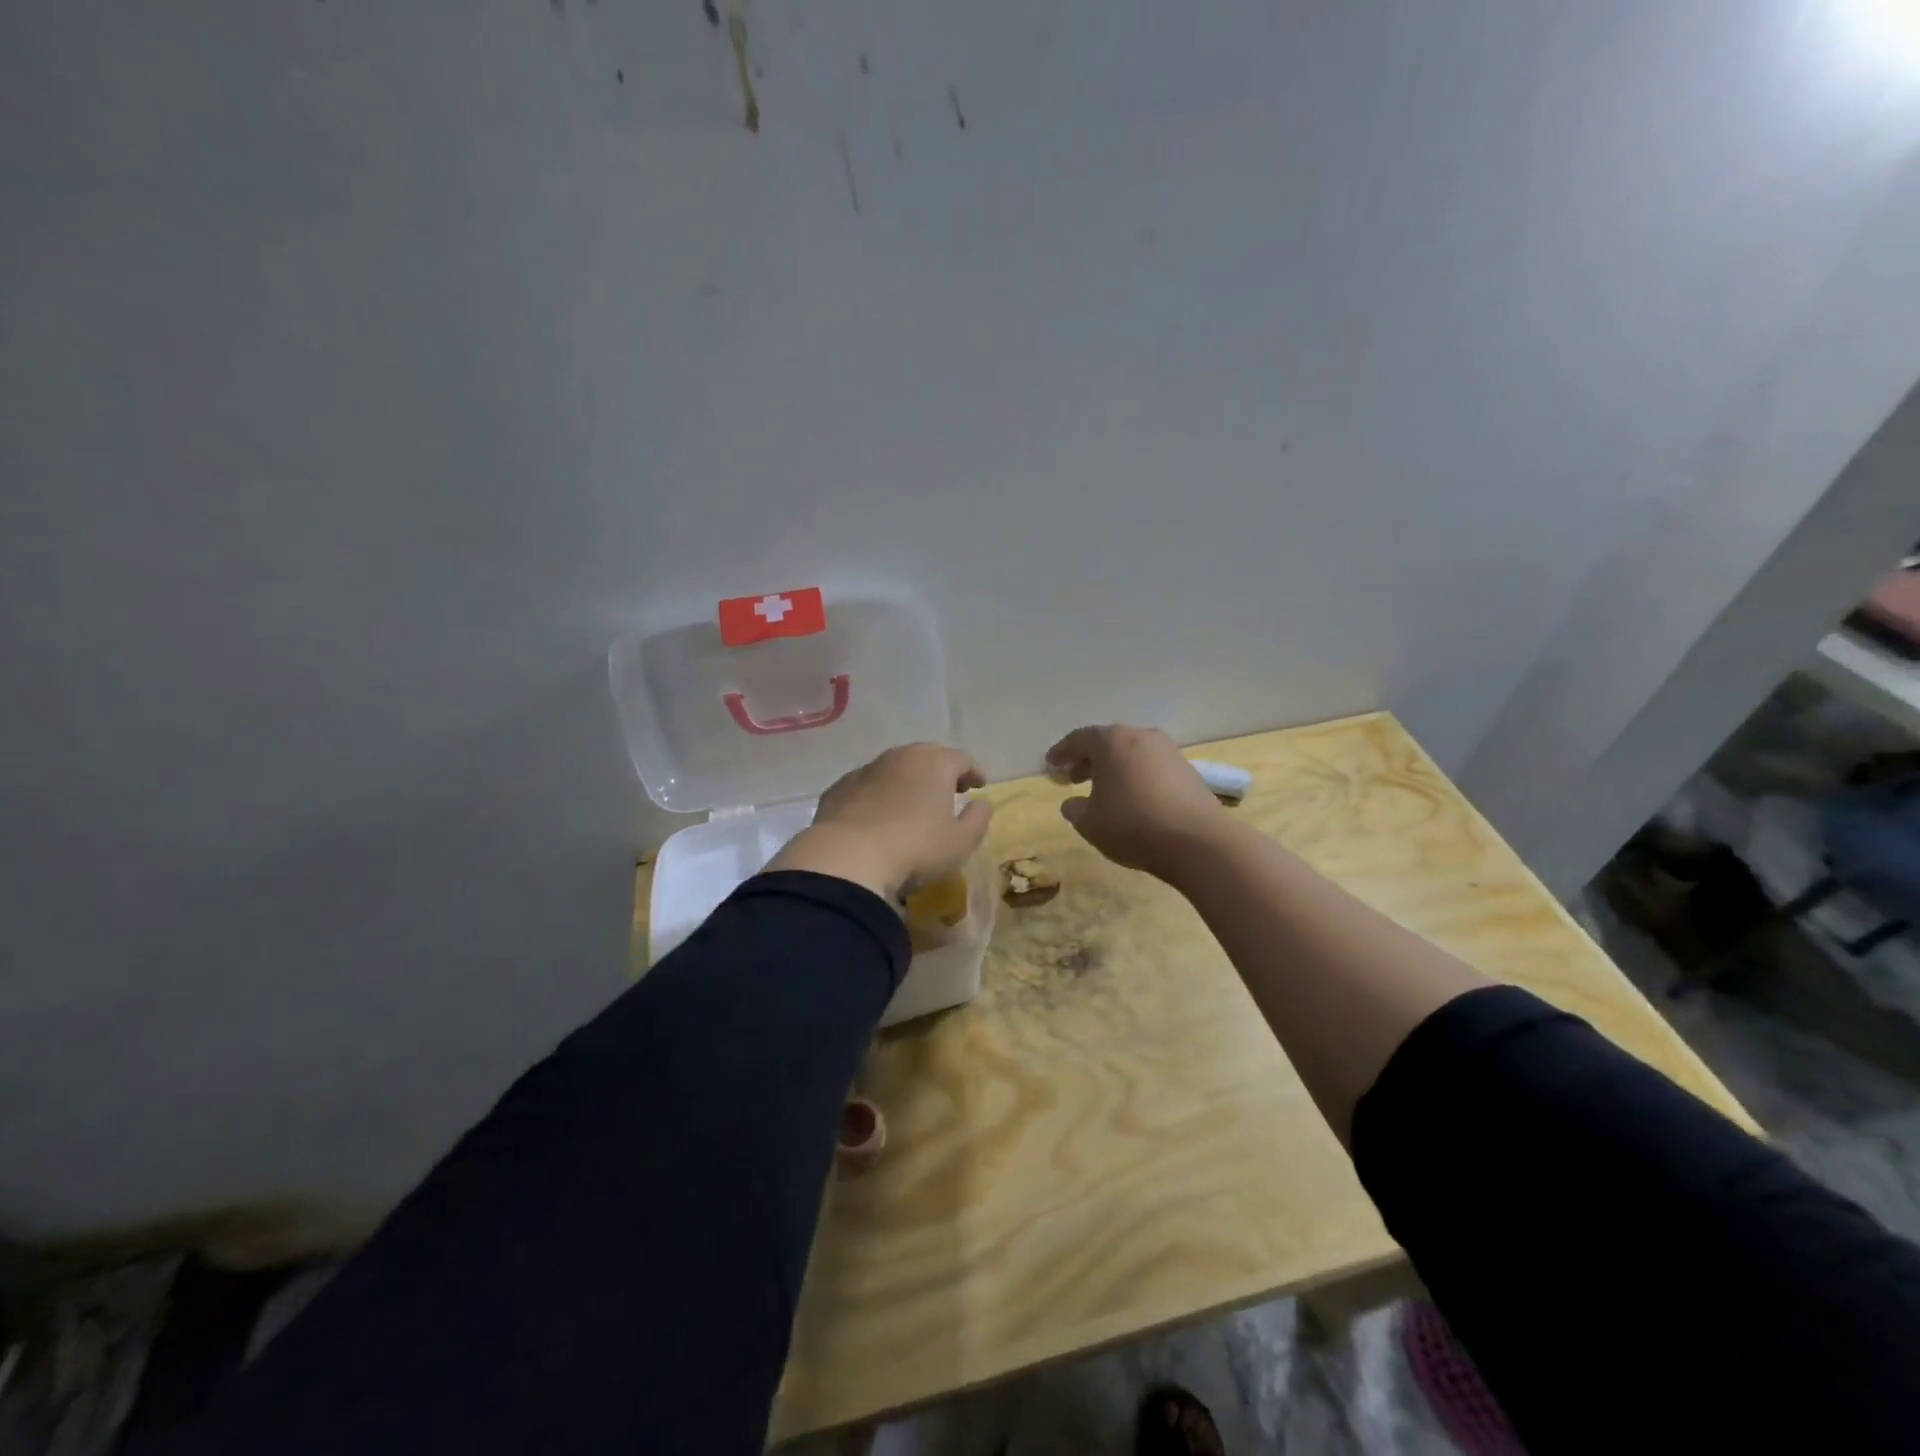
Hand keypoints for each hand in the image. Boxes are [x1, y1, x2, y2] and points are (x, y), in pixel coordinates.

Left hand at [765, 743, 991, 901]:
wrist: (848, 857)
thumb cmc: (915, 848)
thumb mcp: (961, 842)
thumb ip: (978, 819)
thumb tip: (981, 803)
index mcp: (934, 763)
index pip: (961, 759)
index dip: (973, 771)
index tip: (979, 785)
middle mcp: (900, 757)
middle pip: (926, 756)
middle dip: (941, 771)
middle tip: (950, 790)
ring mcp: (866, 770)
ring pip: (894, 768)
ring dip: (907, 781)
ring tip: (913, 803)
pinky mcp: (839, 788)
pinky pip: (867, 786)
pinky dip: (878, 795)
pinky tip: (878, 815)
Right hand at [1046, 724, 1225, 879]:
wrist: (1197, 841)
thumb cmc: (1132, 825)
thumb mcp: (1090, 823)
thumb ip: (1075, 810)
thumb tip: (1072, 803)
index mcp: (1111, 741)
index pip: (1079, 739)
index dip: (1061, 752)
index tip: (1050, 765)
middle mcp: (1141, 736)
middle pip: (1107, 742)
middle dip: (1087, 759)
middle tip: (1072, 778)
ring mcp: (1168, 752)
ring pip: (1131, 753)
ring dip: (1113, 768)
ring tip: (1102, 790)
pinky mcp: (1187, 770)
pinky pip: (1150, 767)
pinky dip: (1135, 776)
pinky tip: (1131, 798)